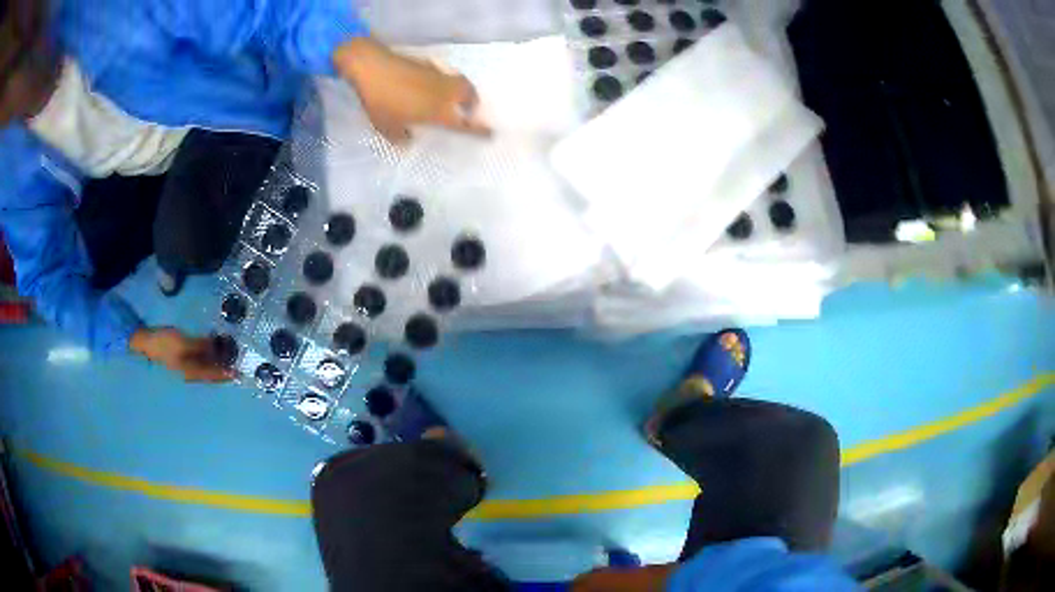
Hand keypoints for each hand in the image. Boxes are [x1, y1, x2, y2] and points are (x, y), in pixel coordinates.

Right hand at [130, 328, 234, 382]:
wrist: (147, 343)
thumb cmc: (164, 343)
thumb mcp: (183, 343)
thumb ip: (200, 346)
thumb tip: (216, 347)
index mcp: (192, 372)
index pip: (213, 375)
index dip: (227, 373)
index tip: (240, 372)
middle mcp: (192, 373)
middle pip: (212, 373)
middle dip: (225, 368)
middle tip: (239, 361)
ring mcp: (188, 366)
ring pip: (208, 366)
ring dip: (219, 361)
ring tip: (231, 353)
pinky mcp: (185, 358)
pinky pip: (201, 359)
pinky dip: (210, 355)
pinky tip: (216, 347)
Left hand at [334, 38, 490, 143]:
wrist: (373, 67)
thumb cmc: (381, 101)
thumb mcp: (386, 128)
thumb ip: (400, 137)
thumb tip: (409, 140)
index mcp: (439, 112)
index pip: (465, 124)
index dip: (479, 131)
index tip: (491, 134)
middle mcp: (445, 93)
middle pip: (470, 96)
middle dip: (474, 104)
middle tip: (469, 110)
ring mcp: (438, 76)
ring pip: (459, 83)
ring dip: (462, 91)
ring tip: (451, 98)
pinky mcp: (428, 65)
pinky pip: (444, 76)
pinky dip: (444, 82)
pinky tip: (430, 86)